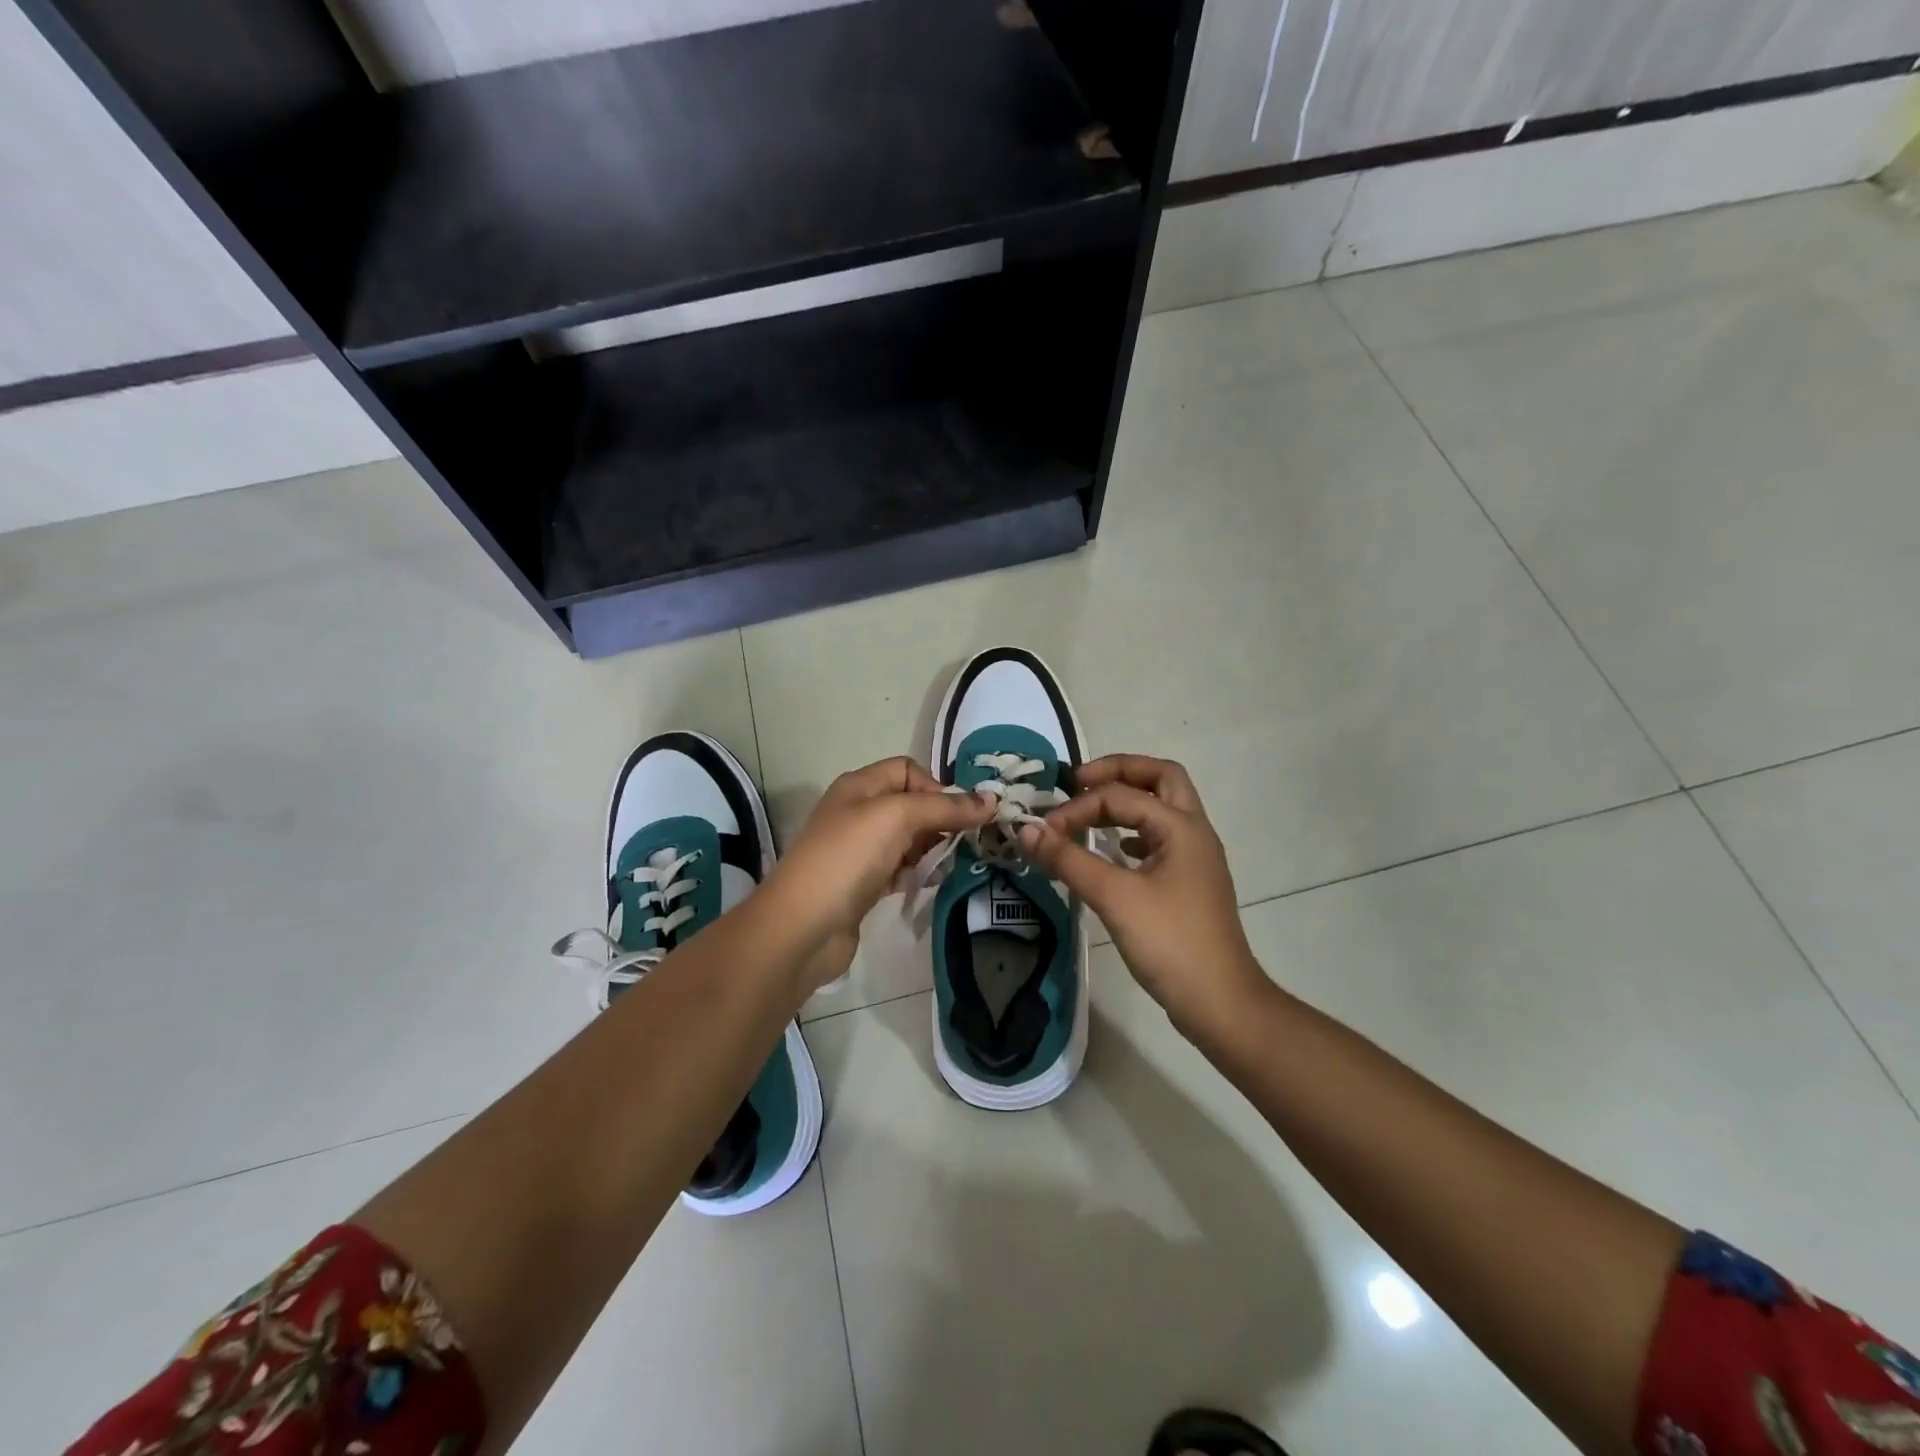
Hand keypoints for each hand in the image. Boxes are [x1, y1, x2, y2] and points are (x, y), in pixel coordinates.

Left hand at [766, 757, 993, 988]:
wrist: (802, 927)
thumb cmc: (848, 859)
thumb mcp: (896, 818)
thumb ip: (944, 807)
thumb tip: (991, 800)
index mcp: (860, 786)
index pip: (908, 770)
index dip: (936, 787)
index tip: (958, 816)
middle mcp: (858, 812)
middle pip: (912, 805)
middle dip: (941, 819)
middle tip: (966, 842)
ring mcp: (859, 851)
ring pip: (909, 839)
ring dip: (933, 849)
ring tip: (952, 865)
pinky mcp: (864, 885)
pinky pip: (901, 869)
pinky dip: (918, 873)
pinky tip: (930, 884)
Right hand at [1019, 754, 1265, 1034]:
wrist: (1219, 1002)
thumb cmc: (1169, 942)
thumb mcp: (1114, 897)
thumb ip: (1068, 859)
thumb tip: (1027, 830)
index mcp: (1181, 827)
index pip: (1121, 796)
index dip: (1077, 807)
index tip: (1044, 831)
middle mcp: (1194, 832)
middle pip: (1161, 778)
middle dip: (1119, 772)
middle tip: (1081, 782)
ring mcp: (1195, 858)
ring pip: (1163, 808)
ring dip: (1128, 800)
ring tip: (1090, 812)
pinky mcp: (1189, 883)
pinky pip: (1161, 839)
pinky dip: (1135, 832)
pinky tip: (1114, 851)